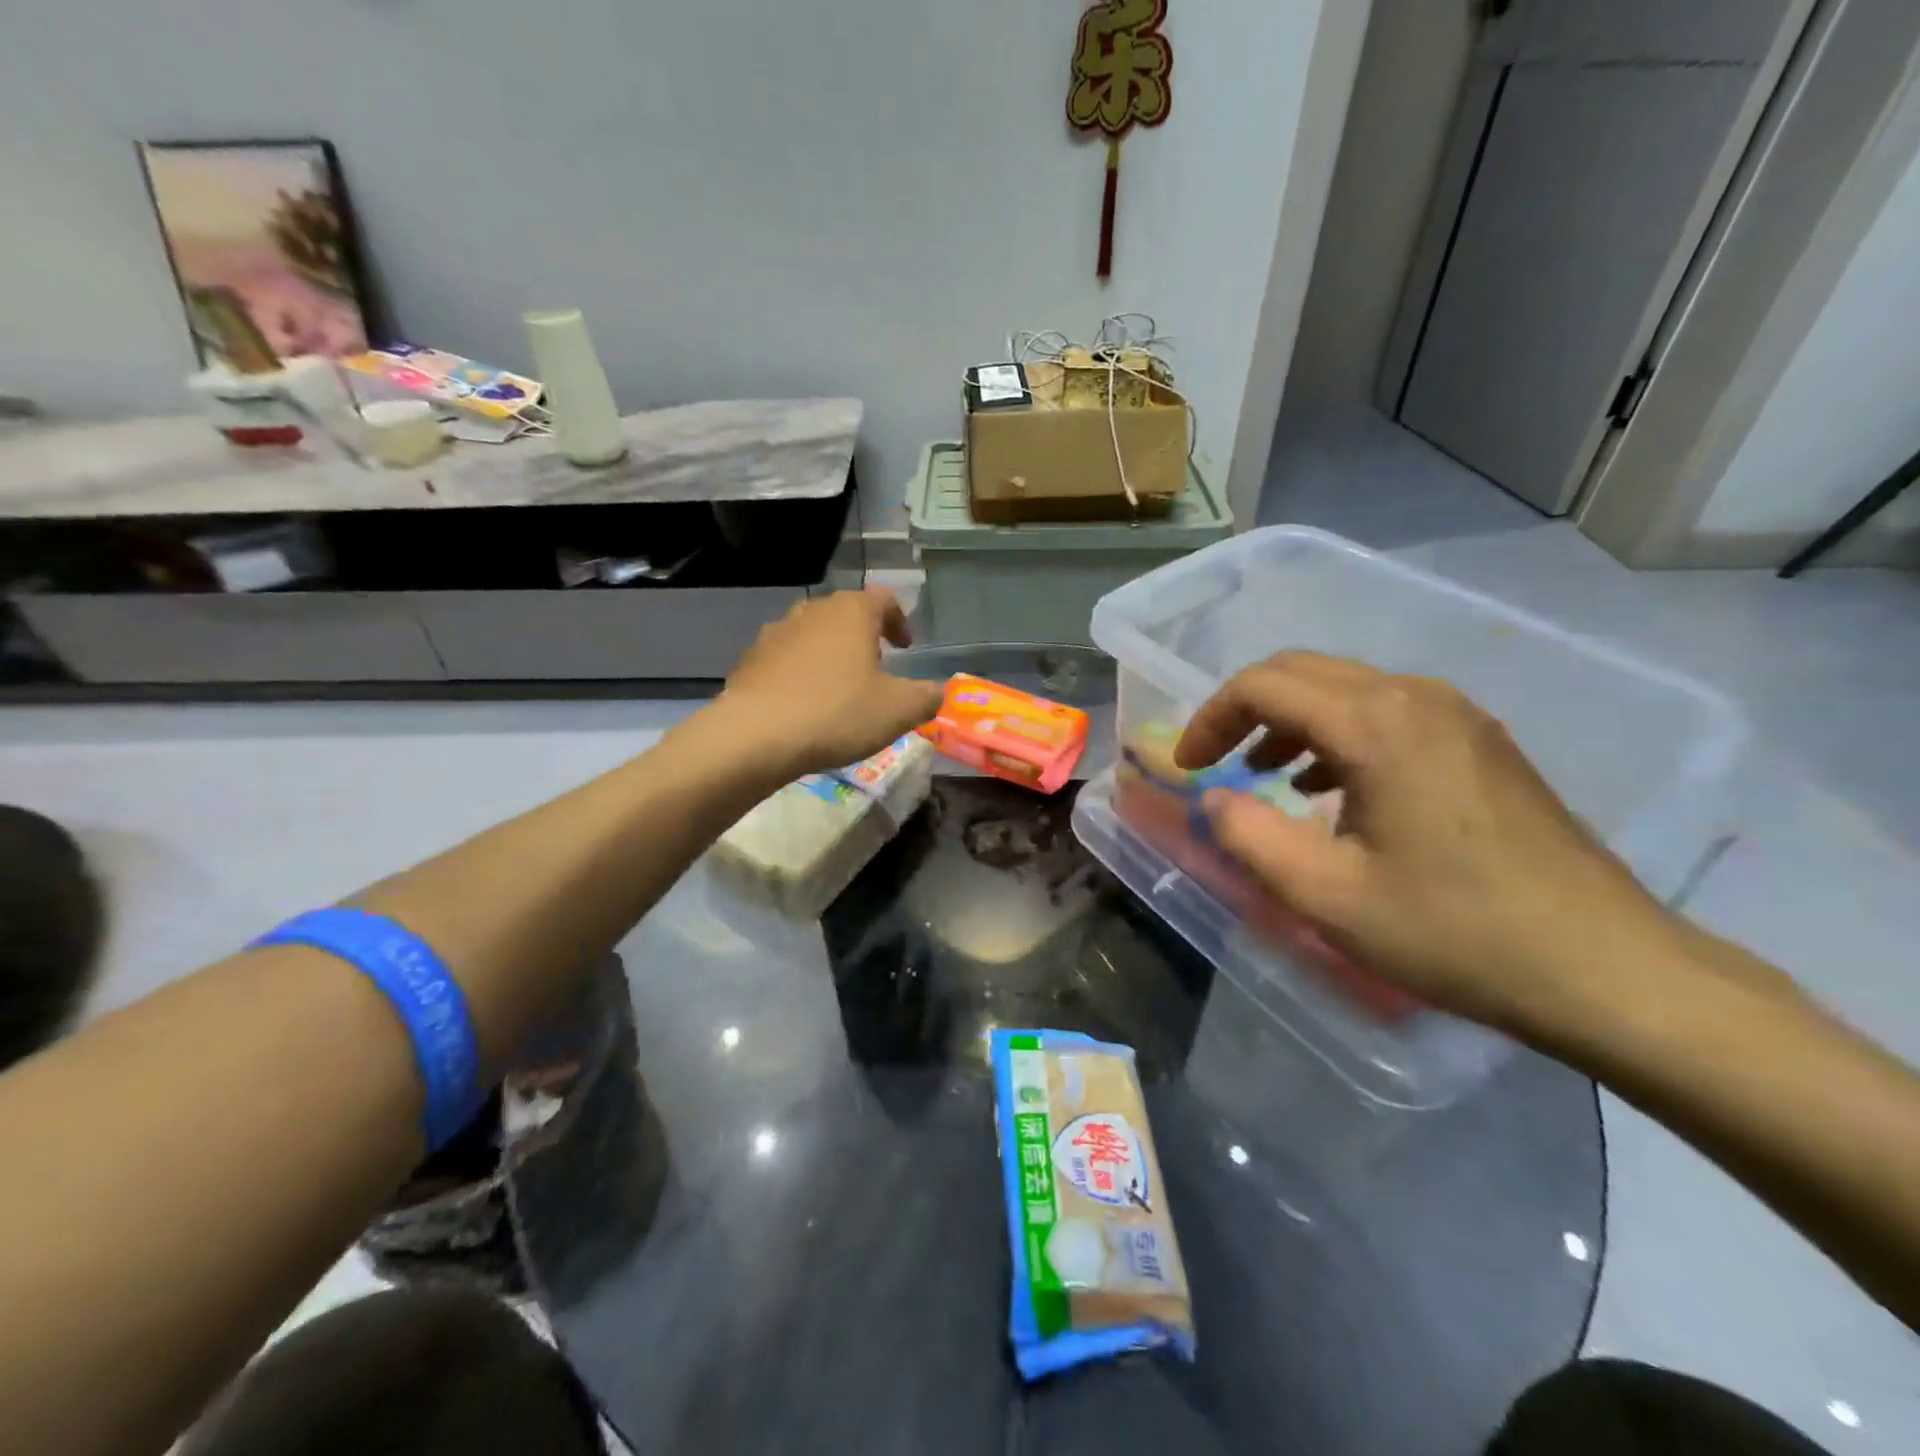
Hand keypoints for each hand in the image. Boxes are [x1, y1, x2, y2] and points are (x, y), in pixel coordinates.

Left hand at [715, 587, 944, 779]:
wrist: (755, 736)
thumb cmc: (837, 713)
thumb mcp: (899, 711)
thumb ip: (927, 696)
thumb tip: (937, 692)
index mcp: (852, 612)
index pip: (884, 599)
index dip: (900, 621)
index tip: (906, 648)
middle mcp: (812, 611)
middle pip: (845, 613)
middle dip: (863, 635)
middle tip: (876, 666)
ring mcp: (776, 633)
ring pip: (812, 634)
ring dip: (830, 653)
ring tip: (839, 686)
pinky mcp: (750, 659)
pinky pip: (785, 658)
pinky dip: (800, 672)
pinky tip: (804, 704)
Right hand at [1175, 652, 1677, 1033]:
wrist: (1606, 968)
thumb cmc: (1454, 931)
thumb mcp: (1325, 895)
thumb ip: (1248, 836)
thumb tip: (1213, 799)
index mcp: (1375, 724)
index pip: (1263, 685)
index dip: (1211, 719)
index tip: (1190, 767)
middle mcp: (1415, 698)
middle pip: (1302, 671)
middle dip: (1244, 711)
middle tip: (1217, 764)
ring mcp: (1457, 715)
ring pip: (1345, 687)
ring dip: (1290, 721)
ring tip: (1268, 777)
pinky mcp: (1481, 741)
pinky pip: (1386, 711)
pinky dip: (1337, 733)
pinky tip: (1334, 791)